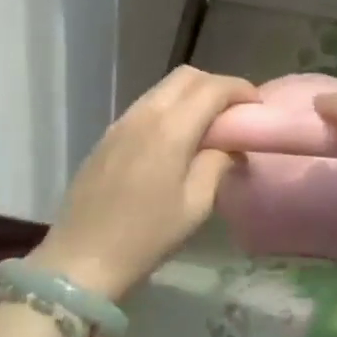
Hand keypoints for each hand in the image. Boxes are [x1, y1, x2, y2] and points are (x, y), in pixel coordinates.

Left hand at [31, 66, 256, 300]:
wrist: (79, 260)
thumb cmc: (145, 237)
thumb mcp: (195, 206)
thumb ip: (217, 164)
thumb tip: (230, 147)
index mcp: (171, 128)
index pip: (212, 88)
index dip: (240, 89)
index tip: (256, 106)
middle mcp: (146, 113)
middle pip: (187, 76)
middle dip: (216, 85)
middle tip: (234, 112)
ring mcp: (123, 121)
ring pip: (164, 87)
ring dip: (191, 94)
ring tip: (208, 124)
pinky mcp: (108, 134)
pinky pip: (147, 104)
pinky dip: (170, 107)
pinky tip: (176, 138)